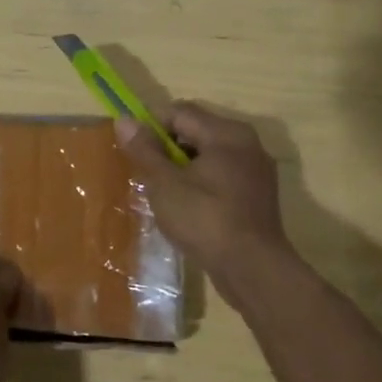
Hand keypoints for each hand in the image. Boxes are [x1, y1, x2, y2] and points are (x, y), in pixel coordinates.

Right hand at [117, 102, 299, 304]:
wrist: (253, 270)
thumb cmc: (205, 219)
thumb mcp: (165, 184)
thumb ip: (145, 150)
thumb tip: (124, 120)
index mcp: (226, 133)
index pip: (180, 112)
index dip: (151, 124)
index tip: (131, 146)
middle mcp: (246, 143)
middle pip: (196, 130)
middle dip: (166, 146)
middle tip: (144, 170)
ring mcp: (256, 170)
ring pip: (209, 154)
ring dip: (183, 165)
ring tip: (162, 190)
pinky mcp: (258, 194)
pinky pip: (222, 175)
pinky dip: (201, 181)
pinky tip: (186, 205)